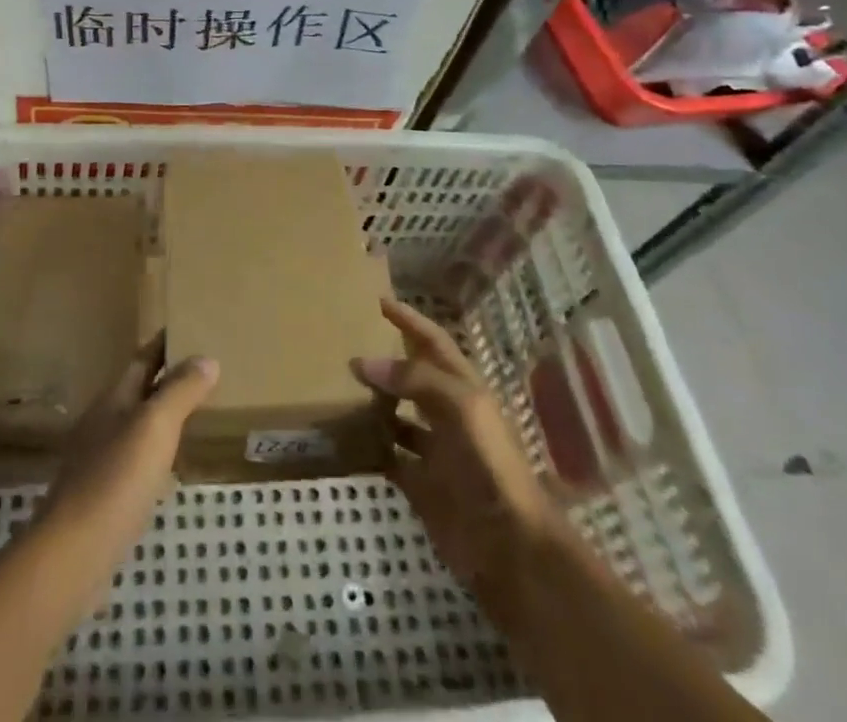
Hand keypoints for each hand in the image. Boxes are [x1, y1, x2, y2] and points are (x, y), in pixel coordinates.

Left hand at [35, 343, 218, 579]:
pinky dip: (157, 454)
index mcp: (114, 398)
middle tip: (206, 372)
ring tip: (196, 416)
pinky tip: (171, 470)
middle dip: (167, 379)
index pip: (143, 358)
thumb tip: (206, 358)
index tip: (191, 328)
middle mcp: (103, 422)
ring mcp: (98, 460)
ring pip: (136, 425)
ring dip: (162, 417)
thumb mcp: (155, 426)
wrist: (73, 553)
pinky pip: (135, 460)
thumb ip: (180, 391)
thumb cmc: (117, 478)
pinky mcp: (102, 497)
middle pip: (138, 390)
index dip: (165, 344)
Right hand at [351, 299, 563, 620]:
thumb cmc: (491, 464)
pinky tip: (342, 436)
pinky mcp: (419, 485)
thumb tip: (362, 363)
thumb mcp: (461, 406)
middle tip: (347, 342)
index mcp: (463, 389)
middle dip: (386, 359)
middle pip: (413, 377)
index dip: (411, 321)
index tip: (380, 301)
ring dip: (373, 402)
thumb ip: (414, 379)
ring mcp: (433, 451)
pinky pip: (387, 457)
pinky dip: (368, 447)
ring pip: (397, 416)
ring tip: (336, 385)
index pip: (434, 343)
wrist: (509, 545)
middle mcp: (447, 414)